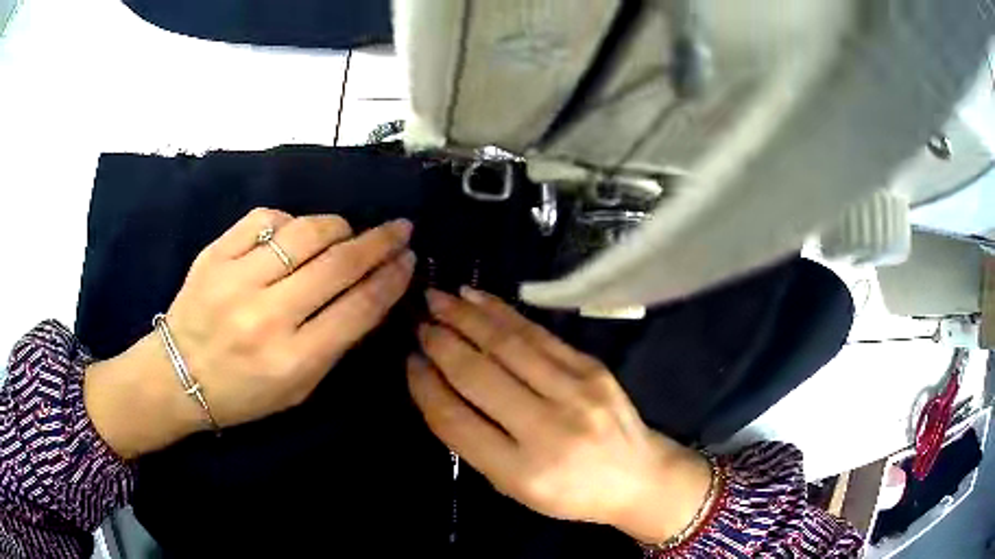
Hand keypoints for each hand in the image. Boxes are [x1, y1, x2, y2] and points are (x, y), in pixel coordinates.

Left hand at [85, 208, 415, 457]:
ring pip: (305, 232)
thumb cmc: (243, 393)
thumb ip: (335, 343)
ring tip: (347, 233)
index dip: (392, 278)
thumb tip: (370, 292)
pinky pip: (265, 218)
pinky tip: (294, 233)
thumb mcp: (298, 388)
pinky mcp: (214, 254)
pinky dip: (290, 220)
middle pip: (338, 264)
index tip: (410, 258)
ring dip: (338, 227)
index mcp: (292, 360)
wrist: (176, 376)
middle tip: (400, 228)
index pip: (358, 308)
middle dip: (379, 241)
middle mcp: (266, 316)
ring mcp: (236, 280)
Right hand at [407, 288, 712, 542]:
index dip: (425, 387)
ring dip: (466, 317)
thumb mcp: (514, 486)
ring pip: (507, 345)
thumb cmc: (570, 492)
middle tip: (419, 322)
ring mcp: (575, 392)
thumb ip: (474, 442)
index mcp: (521, 471)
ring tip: (438, 298)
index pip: (456, 420)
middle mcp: (547, 428)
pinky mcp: (592, 367)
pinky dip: (502, 312)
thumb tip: (437, 386)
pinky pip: (538, 334)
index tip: (409, 362)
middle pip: (478, 375)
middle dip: (441, 343)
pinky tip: (478, 299)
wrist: (638, 476)